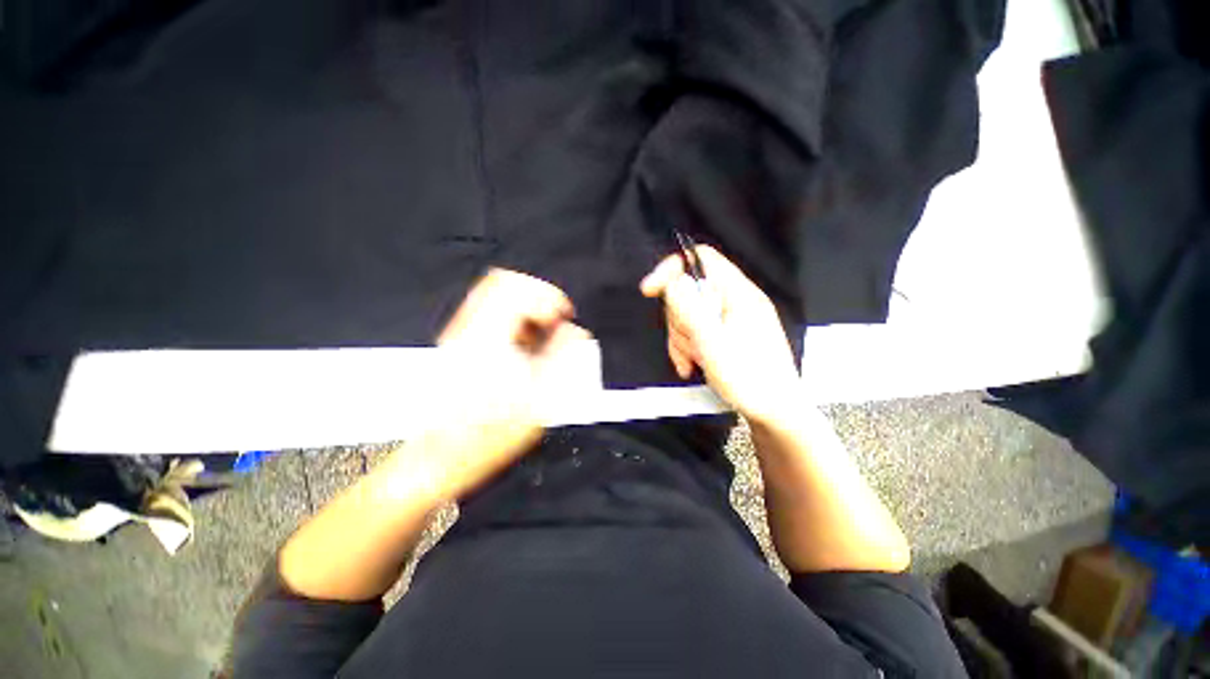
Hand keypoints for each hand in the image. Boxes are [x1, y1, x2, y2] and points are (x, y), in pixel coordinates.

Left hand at [395, 269, 589, 503]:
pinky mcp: (458, 345)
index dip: (549, 295)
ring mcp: (459, 335)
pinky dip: (512, 319)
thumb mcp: (540, 399)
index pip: (517, 287)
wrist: (440, 456)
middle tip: (553, 320)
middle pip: (503, 282)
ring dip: (525, 308)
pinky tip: (522, 344)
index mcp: (489, 337)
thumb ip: (563, 357)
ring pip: (494, 296)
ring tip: (541, 333)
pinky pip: (488, 314)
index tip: (564, 316)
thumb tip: (576, 332)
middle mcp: (470, 328)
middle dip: (537, 296)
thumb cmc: (490, 433)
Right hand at [640, 246, 799, 423]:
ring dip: (681, 338)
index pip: (701, 259)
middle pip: (688, 290)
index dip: (672, 268)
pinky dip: (686, 347)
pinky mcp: (723, 334)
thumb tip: (673, 282)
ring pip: (687, 314)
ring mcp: (728, 319)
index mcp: (739, 294)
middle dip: (678, 319)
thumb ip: (691, 310)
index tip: (650, 290)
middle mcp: (734, 301)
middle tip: (689, 343)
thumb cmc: (751, 381)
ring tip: (693, 360)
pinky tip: (691, 364)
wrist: (773, 412)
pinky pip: (693, 331)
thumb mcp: (713, 344)